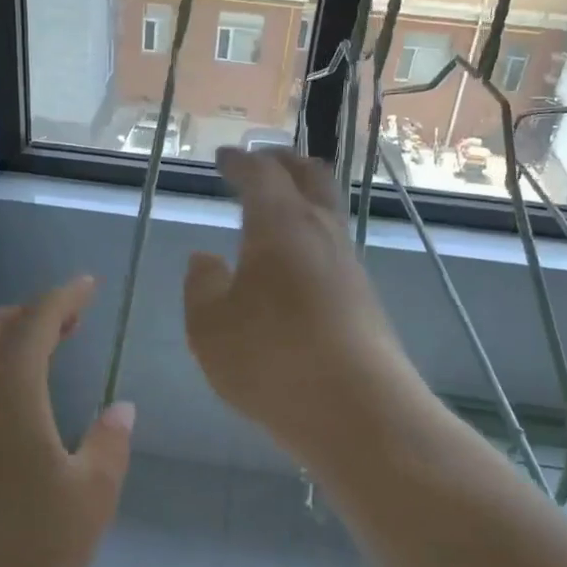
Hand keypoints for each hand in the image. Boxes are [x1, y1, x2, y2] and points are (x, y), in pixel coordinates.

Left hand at [0, 277, 134, 566]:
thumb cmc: (33, 553)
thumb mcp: (93, 495)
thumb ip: (110, 442)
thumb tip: (122, 409)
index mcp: (9, 391)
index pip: (35, 321)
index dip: (63, 297)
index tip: (88, 285)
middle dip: (32, 311)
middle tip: (72, 321)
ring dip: (3, 335)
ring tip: (42, 349)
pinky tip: (5, 391)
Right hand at [184, 147, 423, 460]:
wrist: (355, 410)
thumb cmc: (270, 360)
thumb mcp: (209, 327)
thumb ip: (201, 286)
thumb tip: (205, 259)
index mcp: (279, 225)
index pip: (260, 174)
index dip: (240, 161)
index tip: (225, 157)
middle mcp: (321, 233)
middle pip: (311, 176)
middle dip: (284, 162)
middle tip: (262, 161)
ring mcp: (349, 265)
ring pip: (328, 211)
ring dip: (304, 198)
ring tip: (278, 208)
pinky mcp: (364, 298)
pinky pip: (333, 248)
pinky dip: (311, 236)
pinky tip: (296, 264)